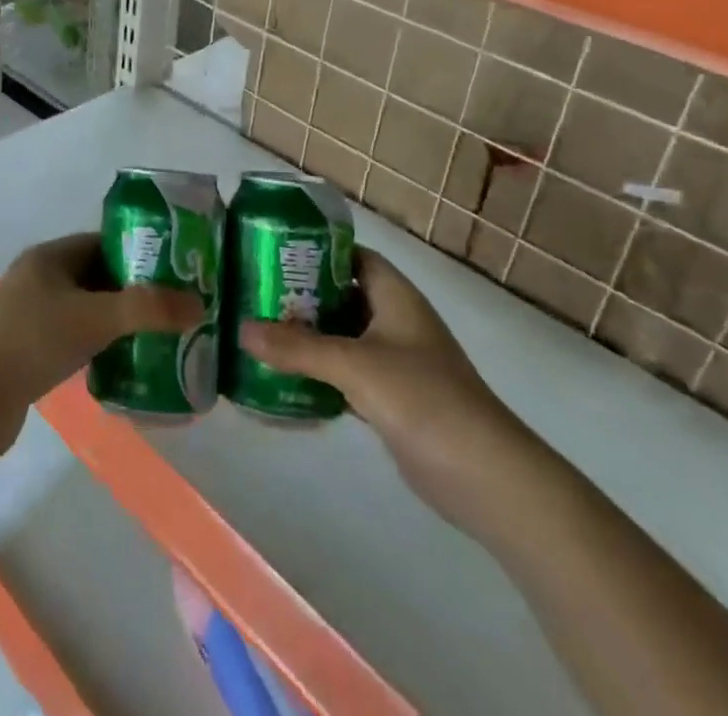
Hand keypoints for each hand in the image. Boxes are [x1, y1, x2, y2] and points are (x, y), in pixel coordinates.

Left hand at [0, 233, 202, 454]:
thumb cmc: (32, 342)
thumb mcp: (94, 319)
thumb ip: (146, 309)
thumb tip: (198, 305)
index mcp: (49, 257)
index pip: (103, 242)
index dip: (140, 253)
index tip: (176, 270)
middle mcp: (38, 278)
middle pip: (97, 275)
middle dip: (134, 289)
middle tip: (174, 306)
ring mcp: (30, 314)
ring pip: (86, 308)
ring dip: (117, 319)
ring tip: (157, 335)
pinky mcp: (27, 348)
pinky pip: (74, 335)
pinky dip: (99, 343)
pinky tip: (123, 361)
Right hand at [238, 249, 534, 524]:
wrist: (486, 477)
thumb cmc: (424, 400)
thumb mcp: (355, 366)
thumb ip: (298, 348)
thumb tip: (241, 328)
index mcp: (394, 295)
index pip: (349, 256)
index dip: (313, 251)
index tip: (269, 252)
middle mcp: (394, 320)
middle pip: (339, 296)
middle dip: (299, 296)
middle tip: (252, 294)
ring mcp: (394, 360)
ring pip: (340, 336)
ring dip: (306, 336)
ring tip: (258, 331)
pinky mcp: (390, 397)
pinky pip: (345, 374)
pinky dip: (318, 373)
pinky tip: (283, 378)